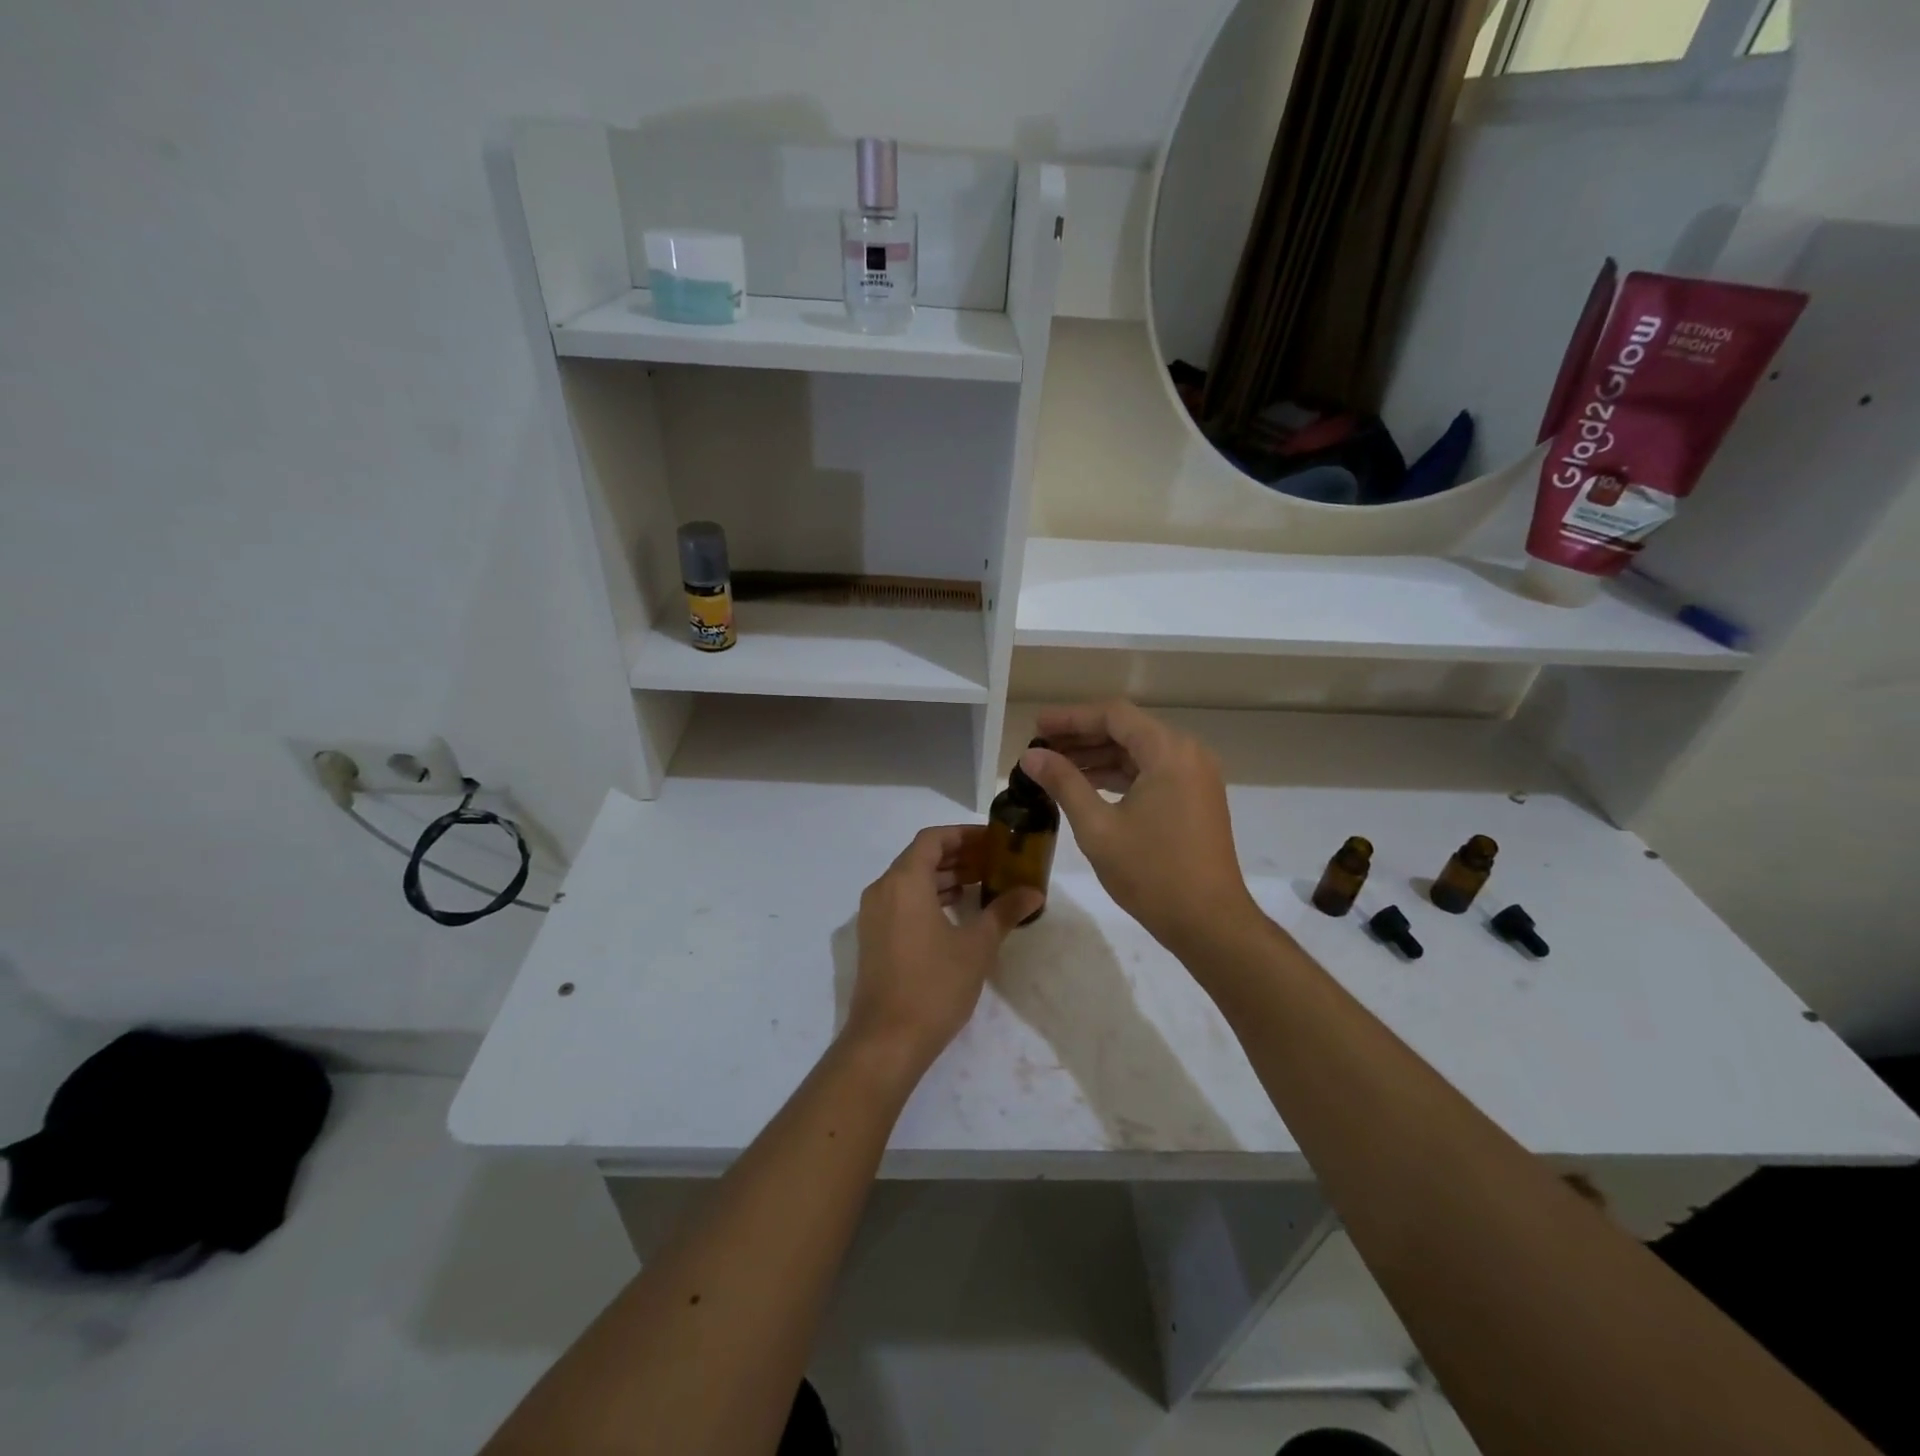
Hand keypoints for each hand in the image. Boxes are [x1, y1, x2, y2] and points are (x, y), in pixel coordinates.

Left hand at [846, 826, 1041, 1071]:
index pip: (933, 839)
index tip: (993, 840)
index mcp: (904, 881)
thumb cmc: (934, 985)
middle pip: (920, 857)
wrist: (887, 1040)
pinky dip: (928, 896)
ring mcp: (873, 914)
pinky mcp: (873, 937)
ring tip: (980, 883)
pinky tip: (955, 911)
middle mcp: (883, 889)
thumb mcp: (977, 946)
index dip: (963, 834)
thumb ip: (1004, 911)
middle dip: (957, 855)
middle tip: (993, 861)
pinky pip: (901, 900)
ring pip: (910, 879)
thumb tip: (1034, 892)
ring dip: (943, 876)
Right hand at [1020, 701, 1260, 956]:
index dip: (1071, 718)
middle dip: (1082, 736)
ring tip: (1055, 767)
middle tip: (1040, 747)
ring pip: (1139, 752)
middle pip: (1127, 730)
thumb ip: (1064, 783)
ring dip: (1099, 757)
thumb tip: (1031, 756)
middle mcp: (1188, 754)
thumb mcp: (1098, 827)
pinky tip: (1087, 786)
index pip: (1114, 715)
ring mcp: (1196, 777)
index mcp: (1169, 752)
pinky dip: (1120, 775)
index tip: (1037, 727)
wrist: (1209, 923)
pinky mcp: (1196, 799)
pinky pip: (1152, 773)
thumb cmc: (1152, 872)